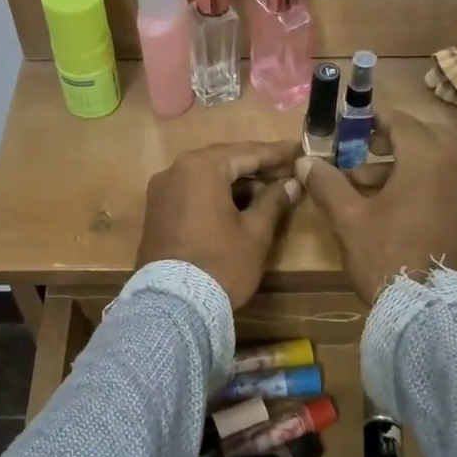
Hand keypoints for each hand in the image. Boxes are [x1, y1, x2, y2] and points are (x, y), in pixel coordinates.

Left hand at [138, 141, 301, 306]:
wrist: (173, 306)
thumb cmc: (220, 264)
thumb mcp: (255, 233)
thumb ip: (274, 202)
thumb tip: (291, 183)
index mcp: (201, 167)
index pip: (247, 152)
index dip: (277, 153)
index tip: (300, 150)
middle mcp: (175, 170)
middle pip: (224, 161)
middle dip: (256, 167)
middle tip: (287, 170)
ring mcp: (161, 191)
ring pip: (206, 177)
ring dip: (236, 183)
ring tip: (267, 192)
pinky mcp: (156, 212)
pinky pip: (192, 192)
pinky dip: (215, 195)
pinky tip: (238, 206)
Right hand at [294, 111, 456, 305]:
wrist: (429, 309)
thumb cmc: (386, 255)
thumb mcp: (349, 218)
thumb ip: (327, 183)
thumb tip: (304, 161)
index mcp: (426, 158)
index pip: (401, 121)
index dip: (371, 120)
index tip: (348, 126)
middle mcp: (454, 167)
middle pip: (423, 135)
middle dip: (391, 138)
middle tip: (362, 148)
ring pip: (433, 160)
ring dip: (400, 163)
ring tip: (362, 183)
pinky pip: (443, 182)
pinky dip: (418, 181)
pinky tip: (389, 206)